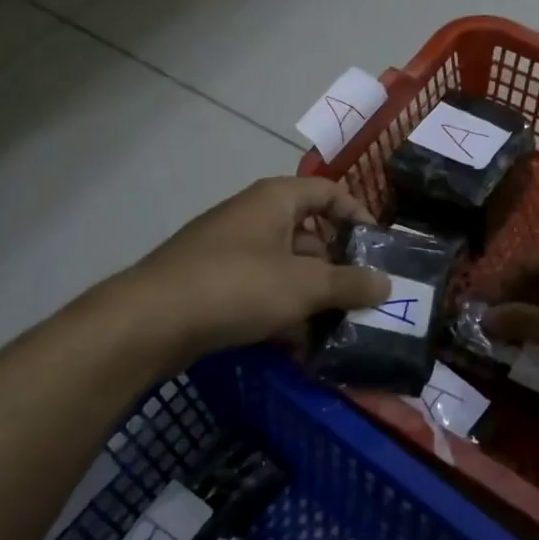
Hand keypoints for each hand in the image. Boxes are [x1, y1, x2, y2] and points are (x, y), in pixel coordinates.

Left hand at [127, 176, 389, 363]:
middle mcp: (254, 216)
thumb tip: (387, 283)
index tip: (379, 251)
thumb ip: (349, 283)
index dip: (358, 216)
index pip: (330, 193)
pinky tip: (296, 346)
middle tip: (362, 300)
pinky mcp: (213, 283)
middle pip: (310, 234)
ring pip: (286, 268)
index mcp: (276, 199)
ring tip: (336, 330)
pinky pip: (260, 290)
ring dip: (311, 297)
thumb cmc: (237, 286)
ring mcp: (230, 250)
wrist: (151, 320)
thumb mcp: (304, 285)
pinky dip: (281, 312)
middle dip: (337, 269)